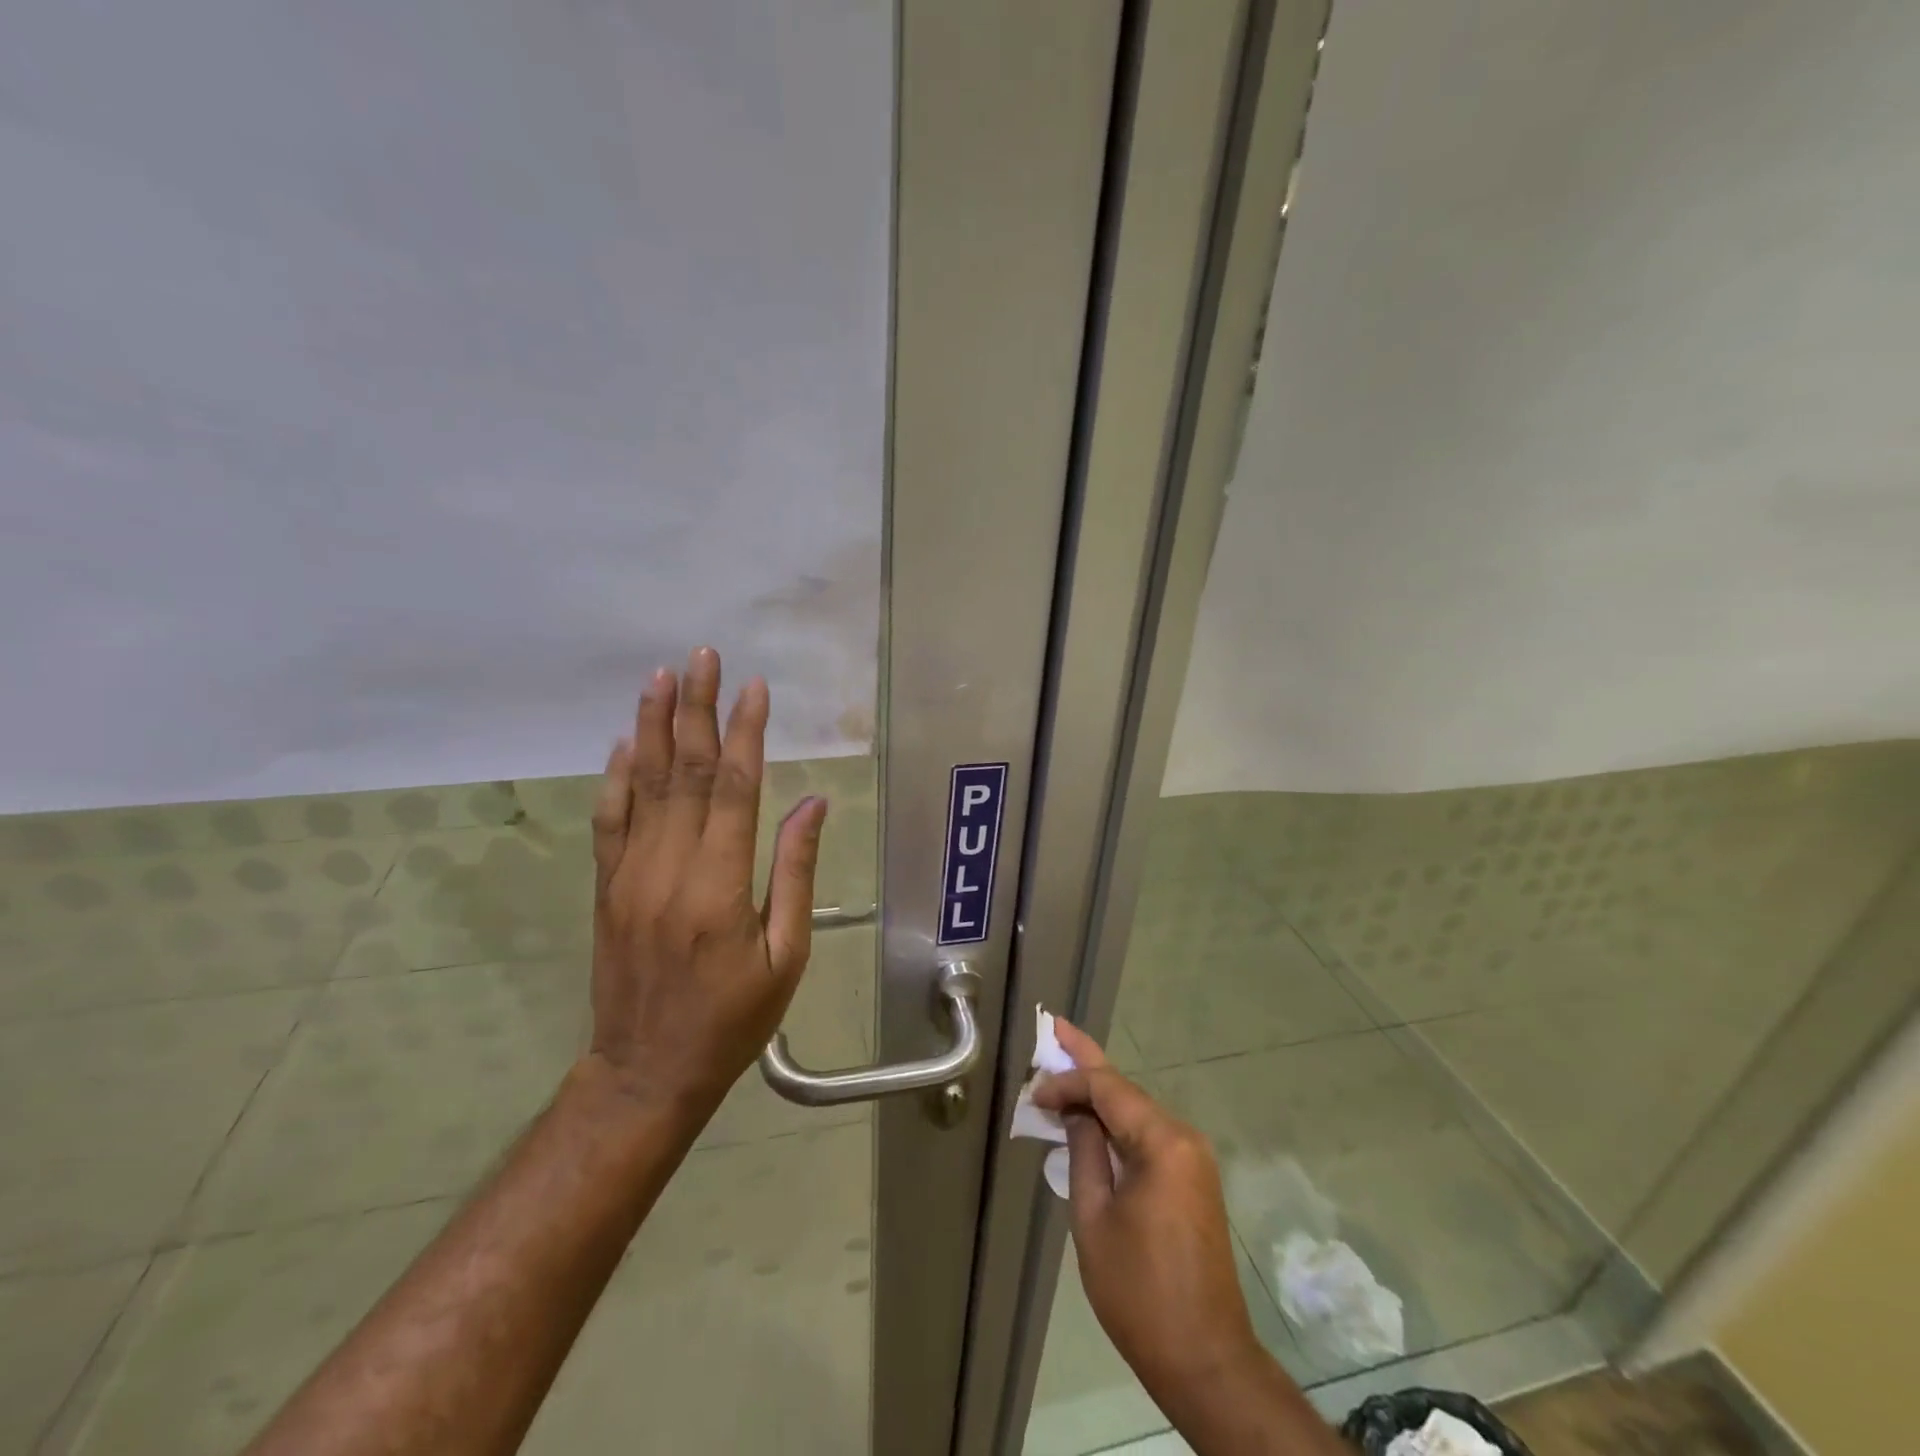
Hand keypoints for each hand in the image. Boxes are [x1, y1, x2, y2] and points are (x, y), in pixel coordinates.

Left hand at [583, 646, 827, 1120]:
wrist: (647, 1071)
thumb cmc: (734, 1018)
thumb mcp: (786, 955)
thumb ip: (795, 873)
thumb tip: (811, 804)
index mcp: (719, 886)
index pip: (734, 788)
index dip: (745, 732)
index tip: (755, 688)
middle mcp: (669, 868)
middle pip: (684, 772)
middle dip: (697, 709)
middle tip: (704, 657)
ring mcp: (629, 875)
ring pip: (642, 785)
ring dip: (652, 727)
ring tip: (661, 677)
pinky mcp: (607, 888)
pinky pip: (608, 820)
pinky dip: (615, 777)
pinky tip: (624, 741)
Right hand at [1033, 1022, 1263, 1406]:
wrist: (1206, 1359)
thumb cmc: (1140, 1292)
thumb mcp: (1094, 1218)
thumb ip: (1084, 1153)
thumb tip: (1075, 1113)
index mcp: (1164, 1142)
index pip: (1108, 1088)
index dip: (1068, 1082)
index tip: (1034, 1094)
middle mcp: (1184, 1138)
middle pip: (1126, 1090)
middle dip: (1088, 1063)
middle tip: (1056, 1028)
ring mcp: (1193, 1159)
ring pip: (1137, 1111)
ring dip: (1100, 1095)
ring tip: (1064, 1072)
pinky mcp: (1193, 1179)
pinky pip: (1149, 1136)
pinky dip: (1118, 1123)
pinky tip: (1092, 1118)